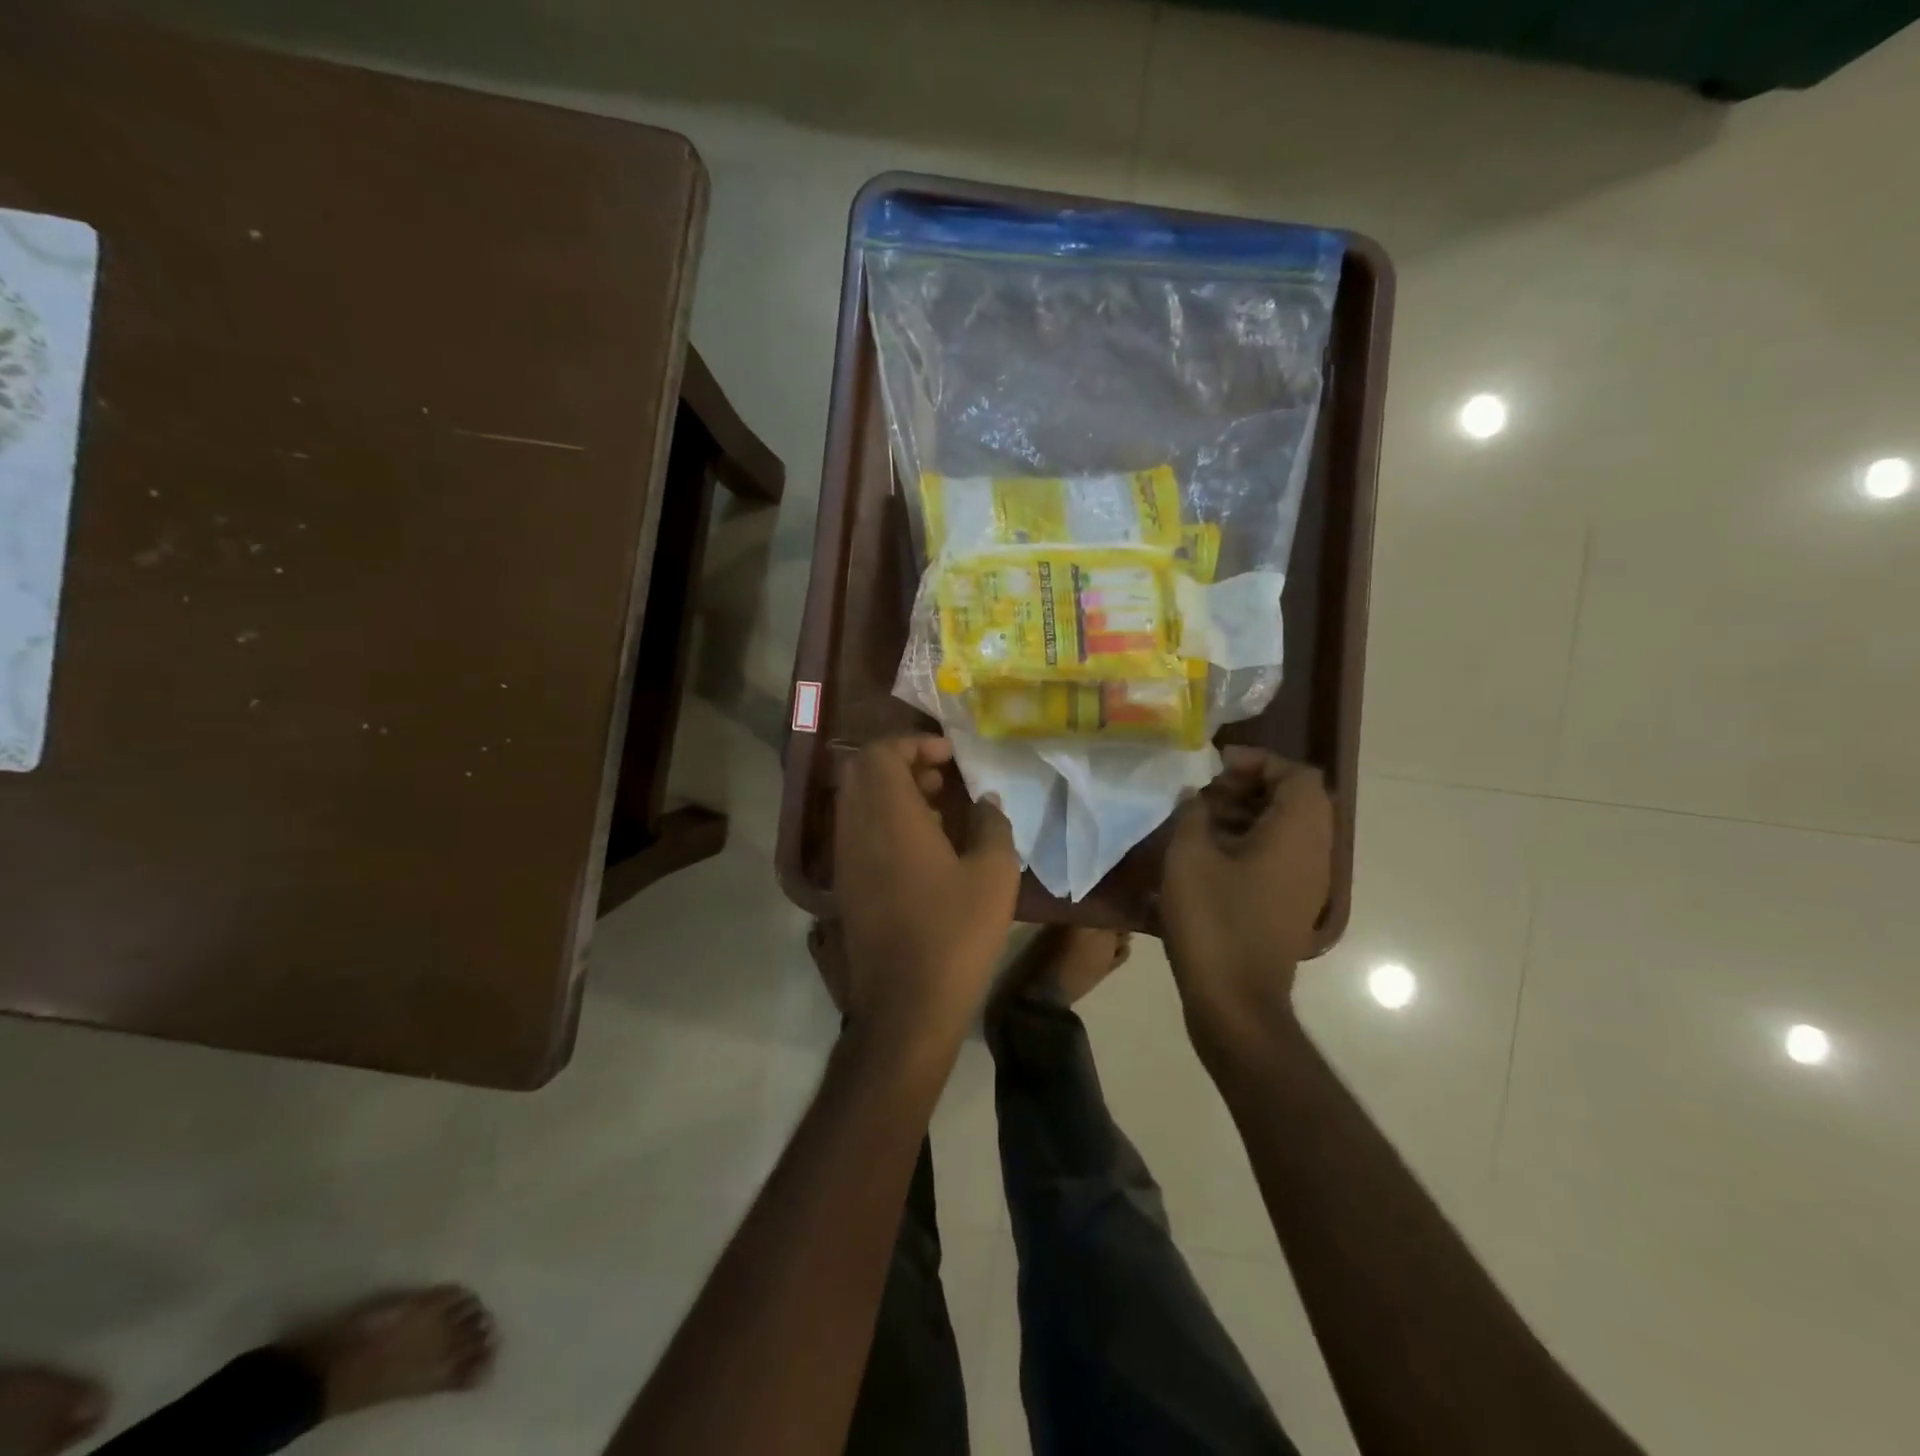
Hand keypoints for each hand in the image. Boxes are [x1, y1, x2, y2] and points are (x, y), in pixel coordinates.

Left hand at [833, 735, 1019, 1046]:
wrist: (906, 1005)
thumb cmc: (955, 933)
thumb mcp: (993, 875)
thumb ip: (992, 825)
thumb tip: (986, 801)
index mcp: (888, 816)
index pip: (880, 752)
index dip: (913, 742)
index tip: (949, 755)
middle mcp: (856, 829)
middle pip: (862, 771)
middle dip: (902, 762)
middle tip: (942, 776)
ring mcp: (846, 859)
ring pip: (858, 801)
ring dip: (893, 792)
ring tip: (939, 809)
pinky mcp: (846, 885)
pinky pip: (859, 831)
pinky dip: (885, 821)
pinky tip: (924, 847)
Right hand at [1160, 749, 1332, 1043]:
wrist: (1235, 1000)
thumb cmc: (1213, 921)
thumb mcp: (1189, 856)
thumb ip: (1193, 812)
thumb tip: (1197, 795)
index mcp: (1296, 834)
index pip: (1297, 774)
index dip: (1258, 761)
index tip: (1215, 767)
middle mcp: (1314, 853)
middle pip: (1296, 798)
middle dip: (1250, 785)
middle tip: (1206, 792)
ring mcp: (1307, 882)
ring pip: (1287, 827)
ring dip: (1248, 813)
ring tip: (1201, 819)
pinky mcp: (1292, 903)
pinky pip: (1281, 854)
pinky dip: (1251, 841)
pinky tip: (1209, 853)